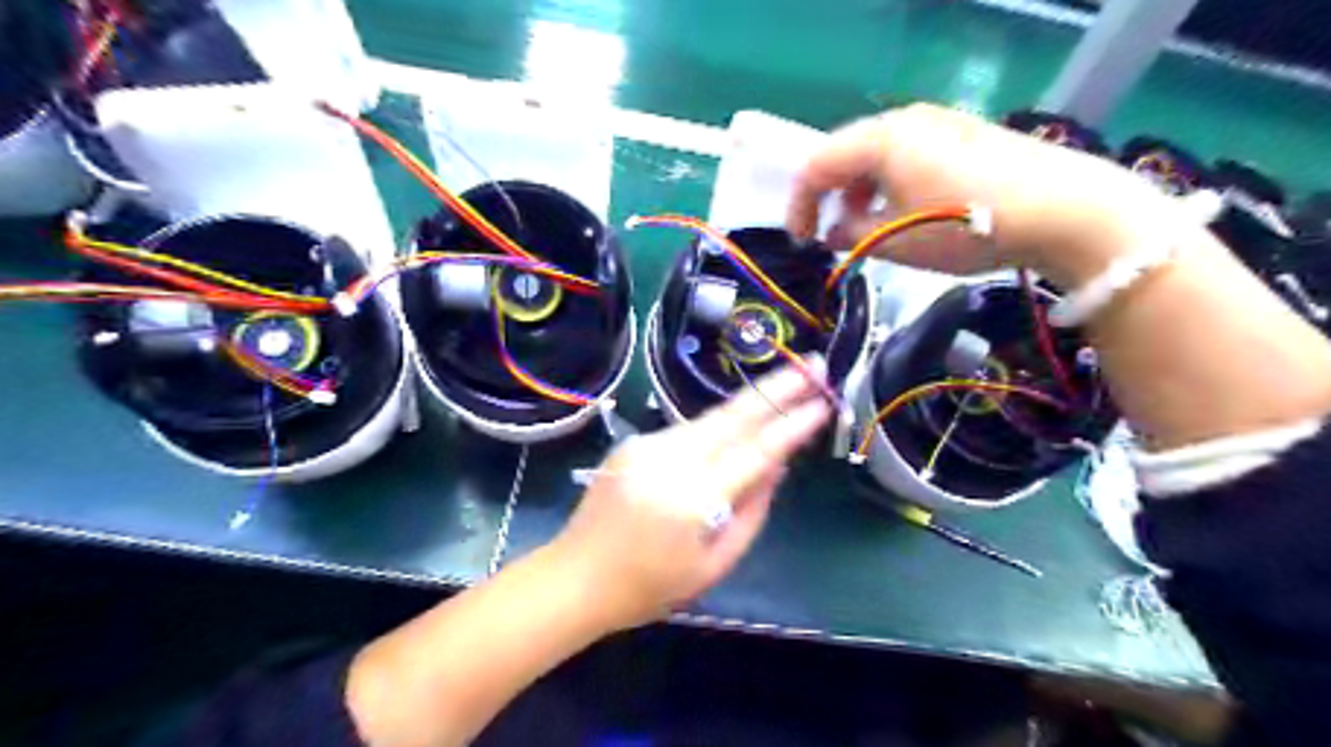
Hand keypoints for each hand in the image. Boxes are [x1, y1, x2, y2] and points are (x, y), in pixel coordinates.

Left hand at [546, 363, 829, 628]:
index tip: (822, 403)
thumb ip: (751, 512)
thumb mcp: (713, 565)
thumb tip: (776, 465)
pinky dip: (715, 428)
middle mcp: (668, 460)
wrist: (575, 577)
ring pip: (710, 418)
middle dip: (777, 386)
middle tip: (813, 362)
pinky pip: (686, 431)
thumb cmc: (649, 587)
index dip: (791, 425)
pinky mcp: (632, 443)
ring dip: (749, 403)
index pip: (755, 452)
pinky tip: (734, 427)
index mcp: (692, 499)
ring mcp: (646, 446)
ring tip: (787, 385)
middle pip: (732, 415)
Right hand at [783, 104, 1179, 286]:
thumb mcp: (898, 242)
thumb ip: (851, 236)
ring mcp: (937, 123)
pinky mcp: (962, 134)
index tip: (801, 242)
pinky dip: (890, 184)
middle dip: (830, 197)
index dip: (799, 205)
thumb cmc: (967, 227)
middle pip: (845, 154)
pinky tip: (906, 211)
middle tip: (831, 235)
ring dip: (860, 192)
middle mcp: (904, 121)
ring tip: (869, 228)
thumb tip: (832, 234)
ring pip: (876, 155)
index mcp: (880, 141)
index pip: (816, 166)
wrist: (1064, 210)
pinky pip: (907, 155)